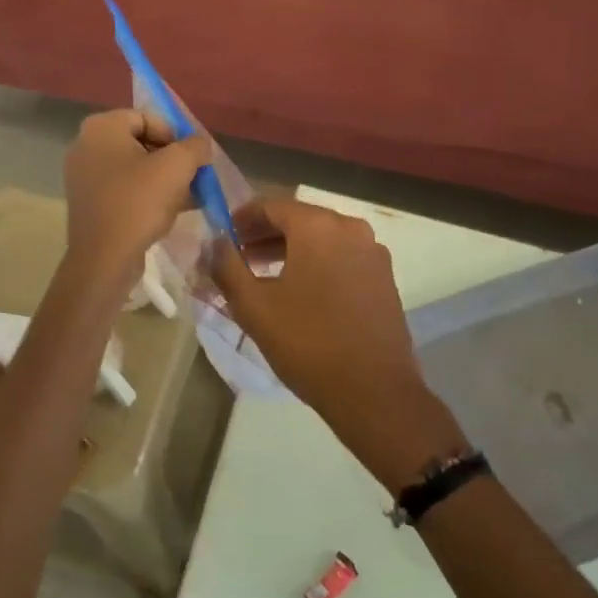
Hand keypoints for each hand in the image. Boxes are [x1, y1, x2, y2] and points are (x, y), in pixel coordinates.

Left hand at [63, 110, 209, 285]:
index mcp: (102, 127)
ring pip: (134, 168)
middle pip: (141, 142)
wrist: (104, 258)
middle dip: (171, 159)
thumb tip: (200, 145)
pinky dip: (146, 195)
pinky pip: (123, 189)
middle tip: (193, 179)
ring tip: (188, 197)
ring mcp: (83, 175)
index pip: (148, 118)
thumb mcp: (178, 166)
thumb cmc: (139, 202)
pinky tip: (171, 211)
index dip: (176, 136)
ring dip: (163, 179)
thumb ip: (195, 146)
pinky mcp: (88, 202)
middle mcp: (86, 145)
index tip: (192, 160)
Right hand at [210, 198, 465, 489]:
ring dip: (290, 250)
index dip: (242, 218)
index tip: (223, 236)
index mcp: (318, 226)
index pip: (271, 205)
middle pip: (298, 219)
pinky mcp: (384, 277)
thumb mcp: (253, 306)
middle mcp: (349, 228)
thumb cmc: (307, 343)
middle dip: (265, 234)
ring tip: (261, 274)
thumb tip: (214, 241)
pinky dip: (316, 263)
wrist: (373, 392)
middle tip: (238, 255)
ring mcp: (372, 252)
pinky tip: (298, 290)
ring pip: (321, 239)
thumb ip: (227, 265)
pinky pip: (341, 257)